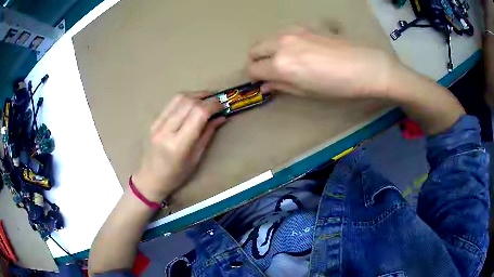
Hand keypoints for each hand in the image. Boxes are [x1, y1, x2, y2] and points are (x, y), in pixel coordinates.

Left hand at [132, 92, 225, 202]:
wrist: (150, 178)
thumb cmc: (175, 175)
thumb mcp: (196, 158)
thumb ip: (207, 135)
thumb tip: (221, 117)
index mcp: (178, 144)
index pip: (198, 114)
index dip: (213, 105)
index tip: (223, 105)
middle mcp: (166, 130)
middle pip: (189, 102)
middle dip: (207, 97)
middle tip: (219, 100)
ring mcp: (157, 123)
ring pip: (179, 98)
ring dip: (196, 94)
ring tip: (208, 98)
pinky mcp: (154, 120)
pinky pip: (172, 103)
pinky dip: (186, 98)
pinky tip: (193, 102)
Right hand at [248, 31, 395, 98]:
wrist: (365, 66)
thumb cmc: (338, 86)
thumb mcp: (308, 92)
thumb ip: (282, 86)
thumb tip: (266, 85)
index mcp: (281, 64)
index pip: (253, 68)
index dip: (255, 77)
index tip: (262, 82)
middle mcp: (282, 44)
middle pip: (254, 49)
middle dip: (256, 61)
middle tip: (268, 70)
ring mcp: (293, 31)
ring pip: (268, 38)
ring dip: (268, 49)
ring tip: (283, 59)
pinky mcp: (305, 26)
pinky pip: (284, 32)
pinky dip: (283, 41)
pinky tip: (299, 48)